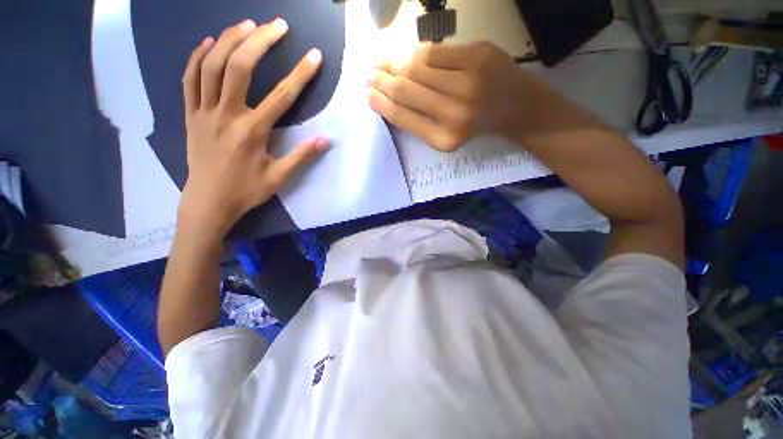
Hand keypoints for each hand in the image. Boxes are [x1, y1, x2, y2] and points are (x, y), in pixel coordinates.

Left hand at [179, 18, 327, 238]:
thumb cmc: (247, 190)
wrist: (209, 201)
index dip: (300, 74)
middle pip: (240, 68)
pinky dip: (198, 56)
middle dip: (260, 41)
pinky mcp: (190, 114)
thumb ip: (302, 156)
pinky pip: (189, 78)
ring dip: (229, 40)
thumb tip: (324, 140)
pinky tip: (210, 42)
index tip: (314, 56)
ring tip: (247, 25)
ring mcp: (204, 112)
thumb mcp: (280, 177)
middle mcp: (226, 115)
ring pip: (211, 66)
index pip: (281, 96)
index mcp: (253, 132)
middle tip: (277, 26)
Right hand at [368, 42, 540, 150]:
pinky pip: (434, 51)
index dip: (379, 102)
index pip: (400, 115)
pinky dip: (416, 52)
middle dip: (381, 80)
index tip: (368, 94)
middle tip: (370, 75)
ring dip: (393, 63)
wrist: (515, 107)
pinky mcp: (478, 56)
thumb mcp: (444, 135)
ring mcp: (468, 83)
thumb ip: (417, 121)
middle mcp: (454, 114)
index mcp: (443, 139)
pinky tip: (407, 55)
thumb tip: (386, 98)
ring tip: (382, 63)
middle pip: (404, 90)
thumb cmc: (474, 125)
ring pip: (415, 67)